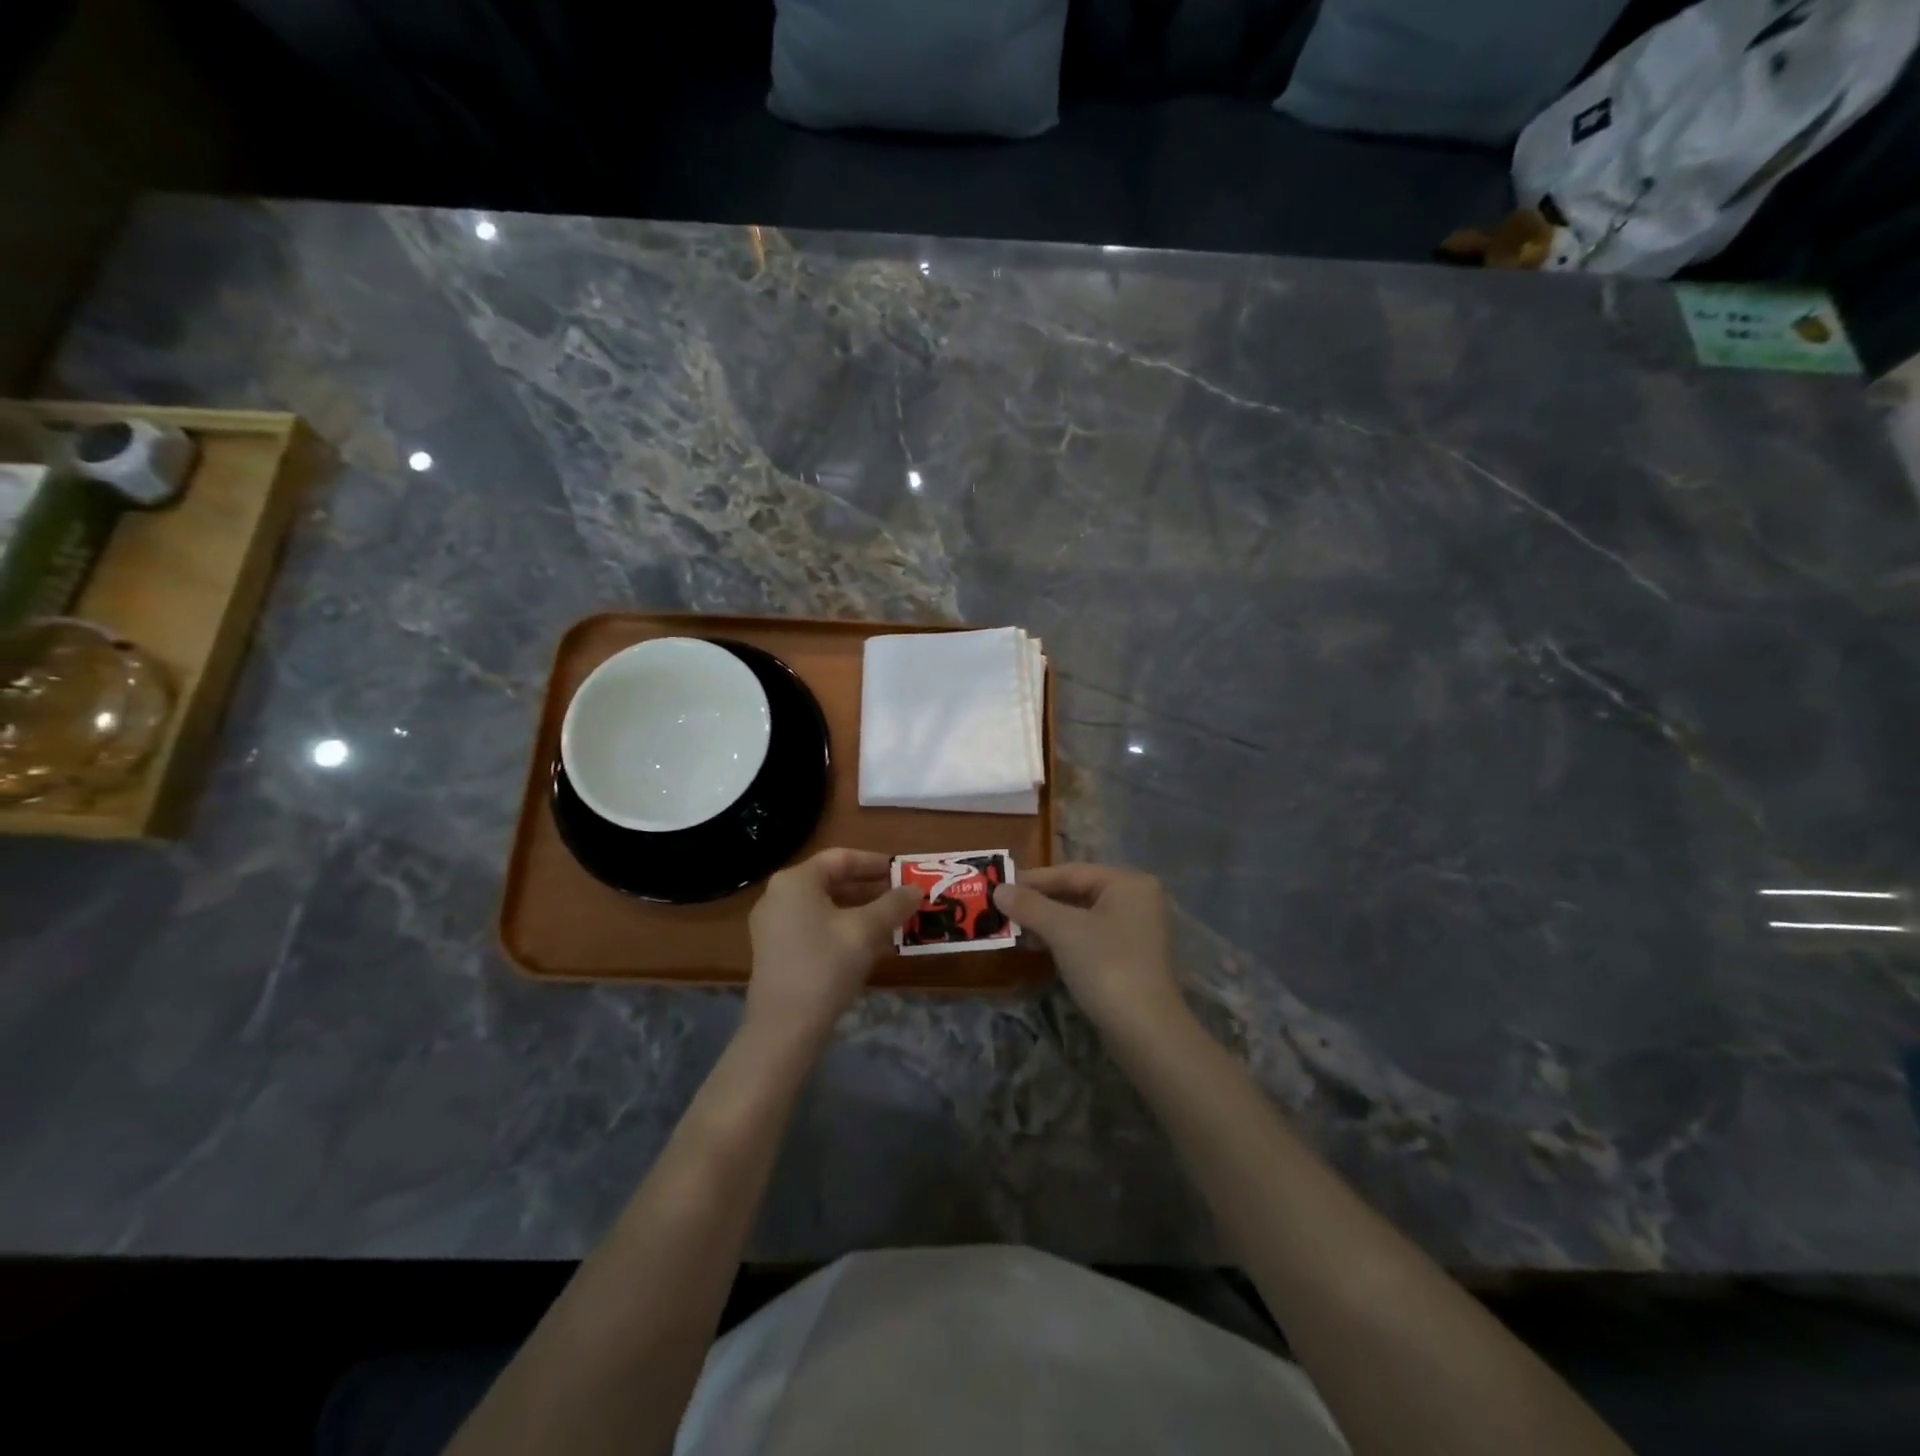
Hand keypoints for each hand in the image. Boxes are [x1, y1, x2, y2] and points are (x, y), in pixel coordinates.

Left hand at [746, 849, 922, 1043]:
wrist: (784, 1028)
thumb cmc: (826, 966)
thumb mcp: (866, 931)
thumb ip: (893, 904)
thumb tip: (915, 889)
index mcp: (796, 881)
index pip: (841, 858)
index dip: (875, 863)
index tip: (902, 872)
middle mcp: (779, 895)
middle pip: (832, 881)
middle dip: (870, 889)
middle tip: (903, 898)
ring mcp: (773, 925)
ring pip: (825, 907)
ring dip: (860, 911)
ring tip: (894, 921)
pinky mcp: (776, 951)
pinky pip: (815, 927)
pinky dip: (842, 929)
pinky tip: (871, 945)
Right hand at [994, 864, 1182, 1035]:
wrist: (1145, 1031)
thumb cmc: (1106, 965)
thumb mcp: (1063, 930)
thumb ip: (1030, 905)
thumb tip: (998, 889)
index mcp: (1128, 883)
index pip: (1072, 872)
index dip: (1034, 879)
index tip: (1000, 886)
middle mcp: (1136, 900)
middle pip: (1077, 893)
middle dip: (1039, 902)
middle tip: (1003, 909)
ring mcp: (1135, 931)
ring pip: (1081, 917)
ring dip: (1047, 922)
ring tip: (1014, 930)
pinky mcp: (1129, 958)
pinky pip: (1089, 938)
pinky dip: (1063, 940)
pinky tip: (1037, 947)